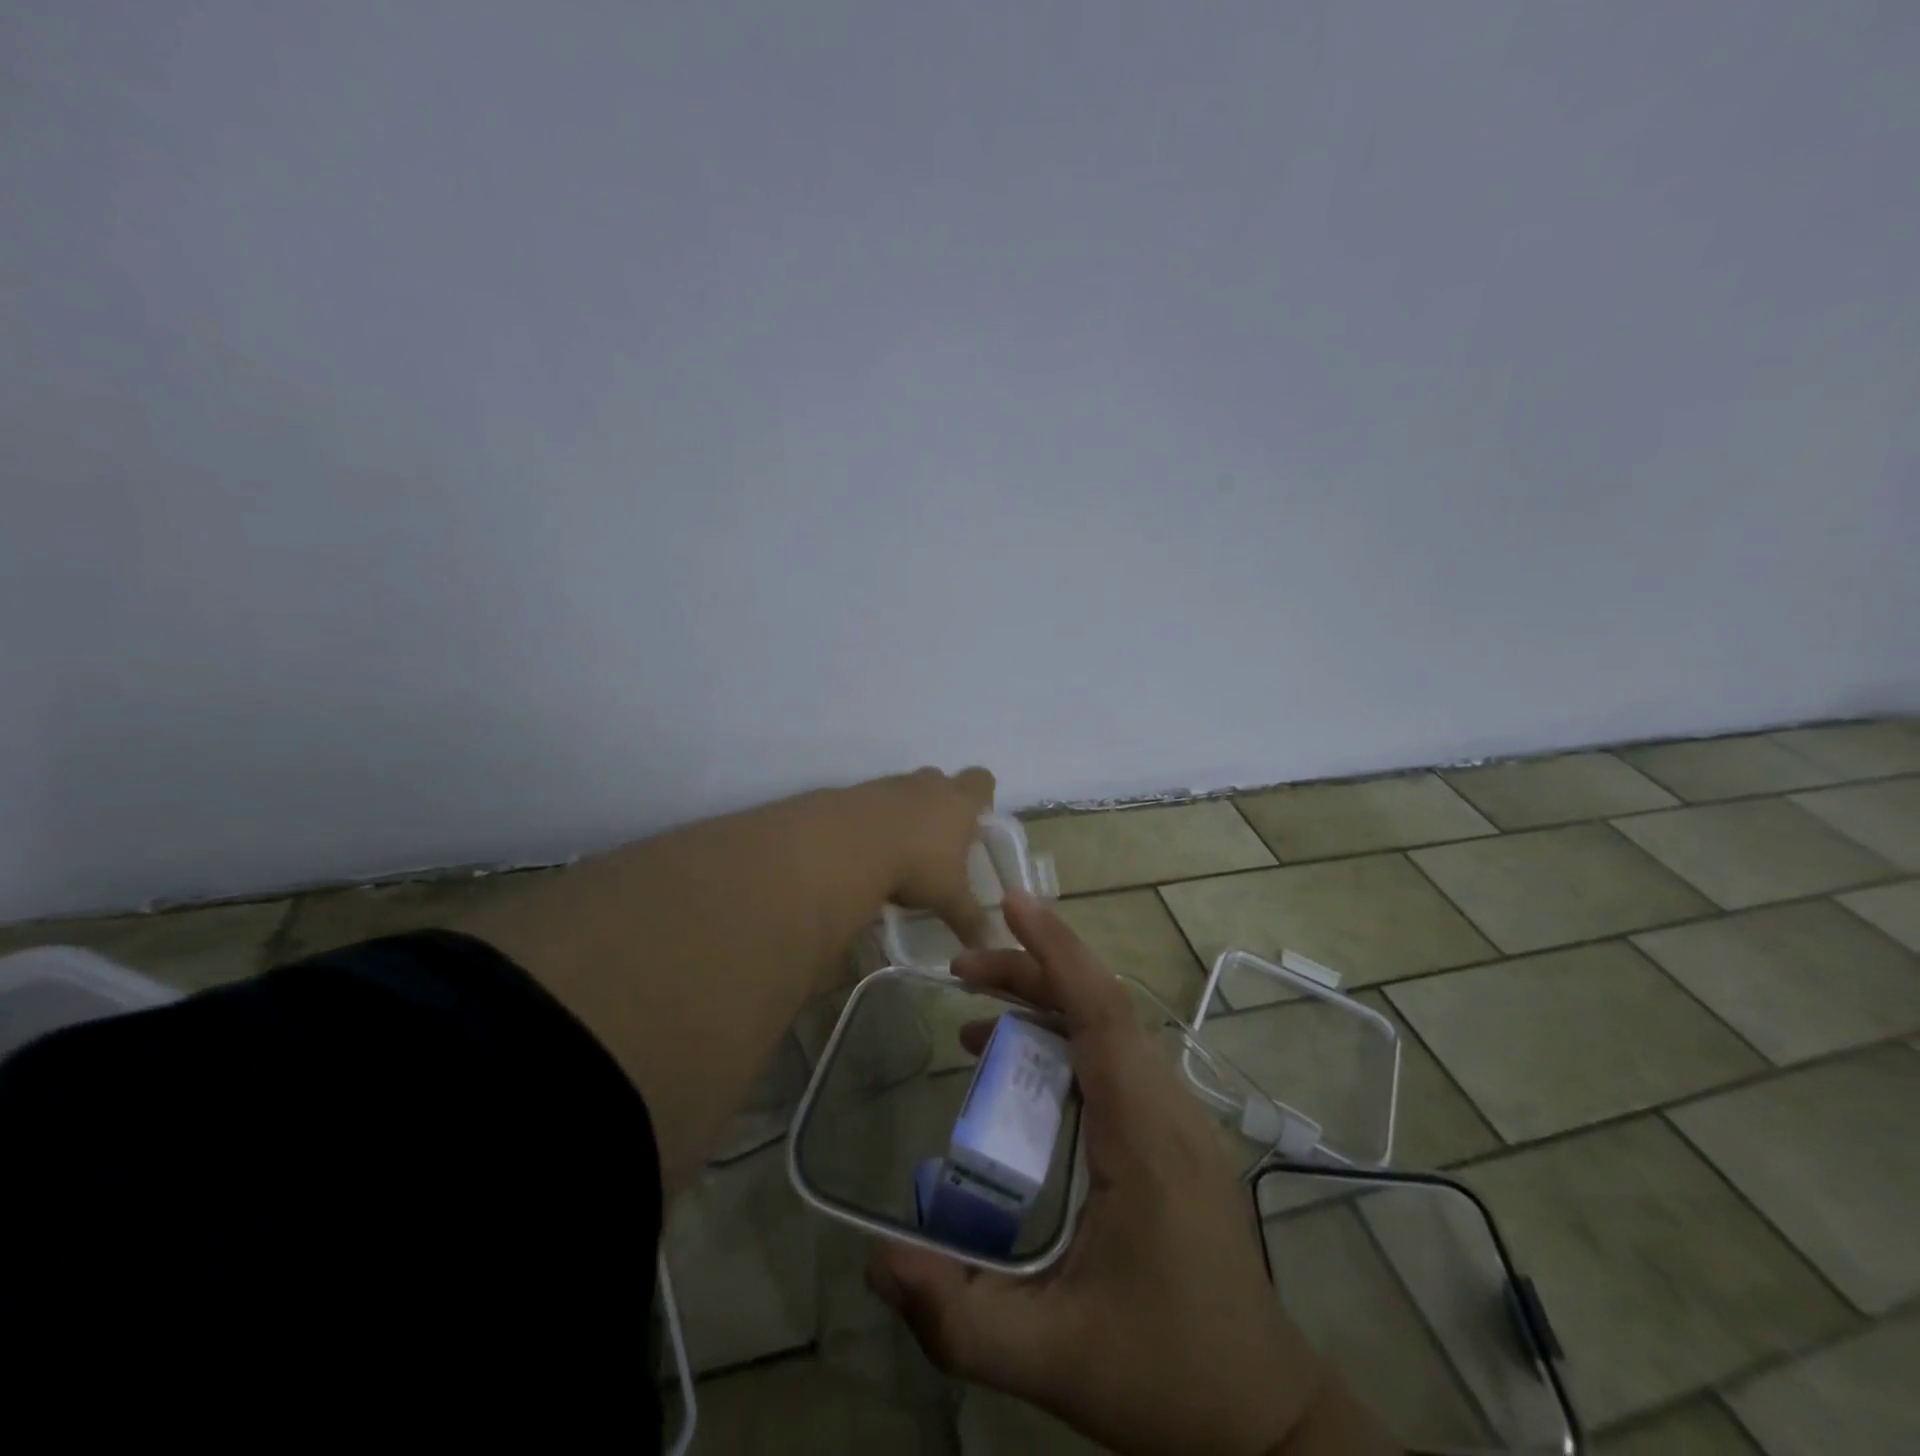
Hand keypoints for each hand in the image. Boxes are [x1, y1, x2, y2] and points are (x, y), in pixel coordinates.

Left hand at [863, 765, 996, 945]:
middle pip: (941, 781)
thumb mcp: (948, 898)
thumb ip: (970, 918)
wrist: (848, 844)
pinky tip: (869, 849)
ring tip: (900, 850)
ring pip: (905, 790)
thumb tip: (989, 944)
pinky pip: (873, 802)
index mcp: (958, 800)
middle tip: (939, 841)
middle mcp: (926, 784)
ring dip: (905, 813)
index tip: (975, 821)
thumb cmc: (915, 864)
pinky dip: (874, 820)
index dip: (982, 797)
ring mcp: (889, 784)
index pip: (981, 781)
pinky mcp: (856, 792)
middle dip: (941, 806)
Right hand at [868, 891, 1340, 1455]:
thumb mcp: (1051, 1357)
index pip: (1101, 1012)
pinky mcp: (1172, 1134)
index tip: (1012, 903)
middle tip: (960, 969)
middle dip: (1031, 970)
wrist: (1262, 1417)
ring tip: (976, 1011)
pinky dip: (1065, 1037)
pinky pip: (1116, 1057)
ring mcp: (1176, 1117)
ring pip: (1110, 1026)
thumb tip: (876, 1261)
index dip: (1056, 950)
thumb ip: (956, 1317)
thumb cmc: (1165, 1375)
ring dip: (1046, 1000)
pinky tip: (1022, 1068)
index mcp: (1145, 1134)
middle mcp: (1167, 1107)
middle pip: (1100, 1005)